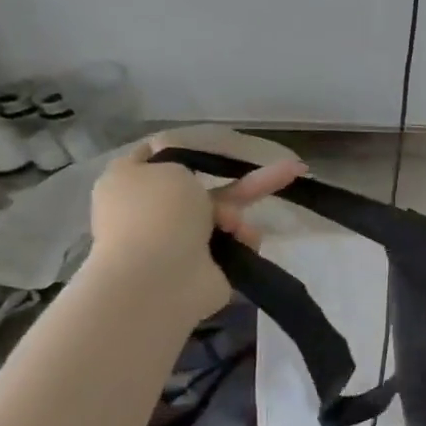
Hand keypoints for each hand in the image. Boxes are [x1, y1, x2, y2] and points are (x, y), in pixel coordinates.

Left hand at [87, 135, 306, 321]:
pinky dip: (243, 240)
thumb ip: (183, 161)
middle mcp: (157, 211)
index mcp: (133, 183)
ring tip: (237, 227)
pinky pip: (238, 244)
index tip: (220, 146)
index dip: (190, 149)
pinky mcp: (209, 266)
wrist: (159, 278)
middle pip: (208, 188)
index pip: (161, 157)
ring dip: (238, 217)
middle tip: (292, 169)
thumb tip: (184, 175)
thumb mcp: (169, 167)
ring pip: (228, 216)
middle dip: (247, 182)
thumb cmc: (158, 214)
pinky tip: (243, 242)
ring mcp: (183, 240)